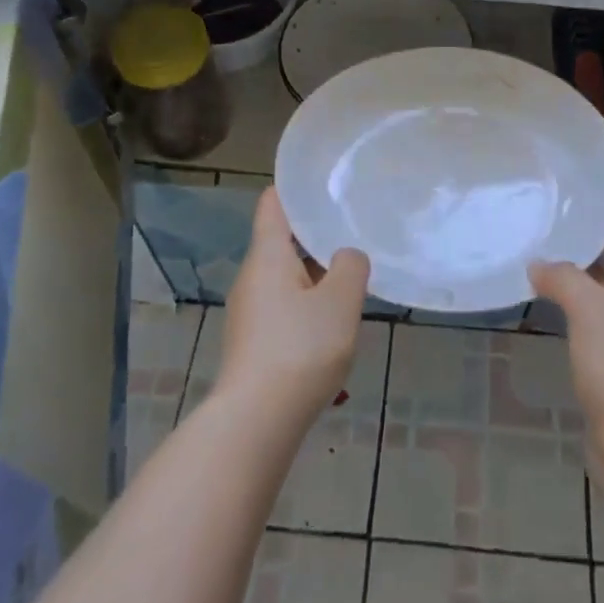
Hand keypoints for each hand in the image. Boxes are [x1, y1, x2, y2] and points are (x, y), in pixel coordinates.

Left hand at [214, 188, 370, 425]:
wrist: (256, 421)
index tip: (324, 182)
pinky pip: (284, 307)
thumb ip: (351, 267)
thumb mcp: (340, 302)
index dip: (294, 189)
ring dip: (315, 274)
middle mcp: (252, 277)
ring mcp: (250, 311)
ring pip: (286, 277)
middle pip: (282, 242)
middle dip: (316, 235)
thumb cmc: (300, 349)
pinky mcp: (254, 341)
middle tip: (353, 227)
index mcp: (267, 256)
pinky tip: (333, 321)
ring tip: (352, 274)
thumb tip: (347, 257)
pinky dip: (307, 303)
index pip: (273, 204)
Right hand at [531, 193, 603, 469]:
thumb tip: (538, 264)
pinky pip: (593, 314)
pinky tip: (547, 291)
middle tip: (563, 203)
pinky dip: (573, 297)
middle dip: (599, 228)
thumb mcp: (593, 313)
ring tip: (549, 237)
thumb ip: (565, 279)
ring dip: (583, 263)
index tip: (597, 178)